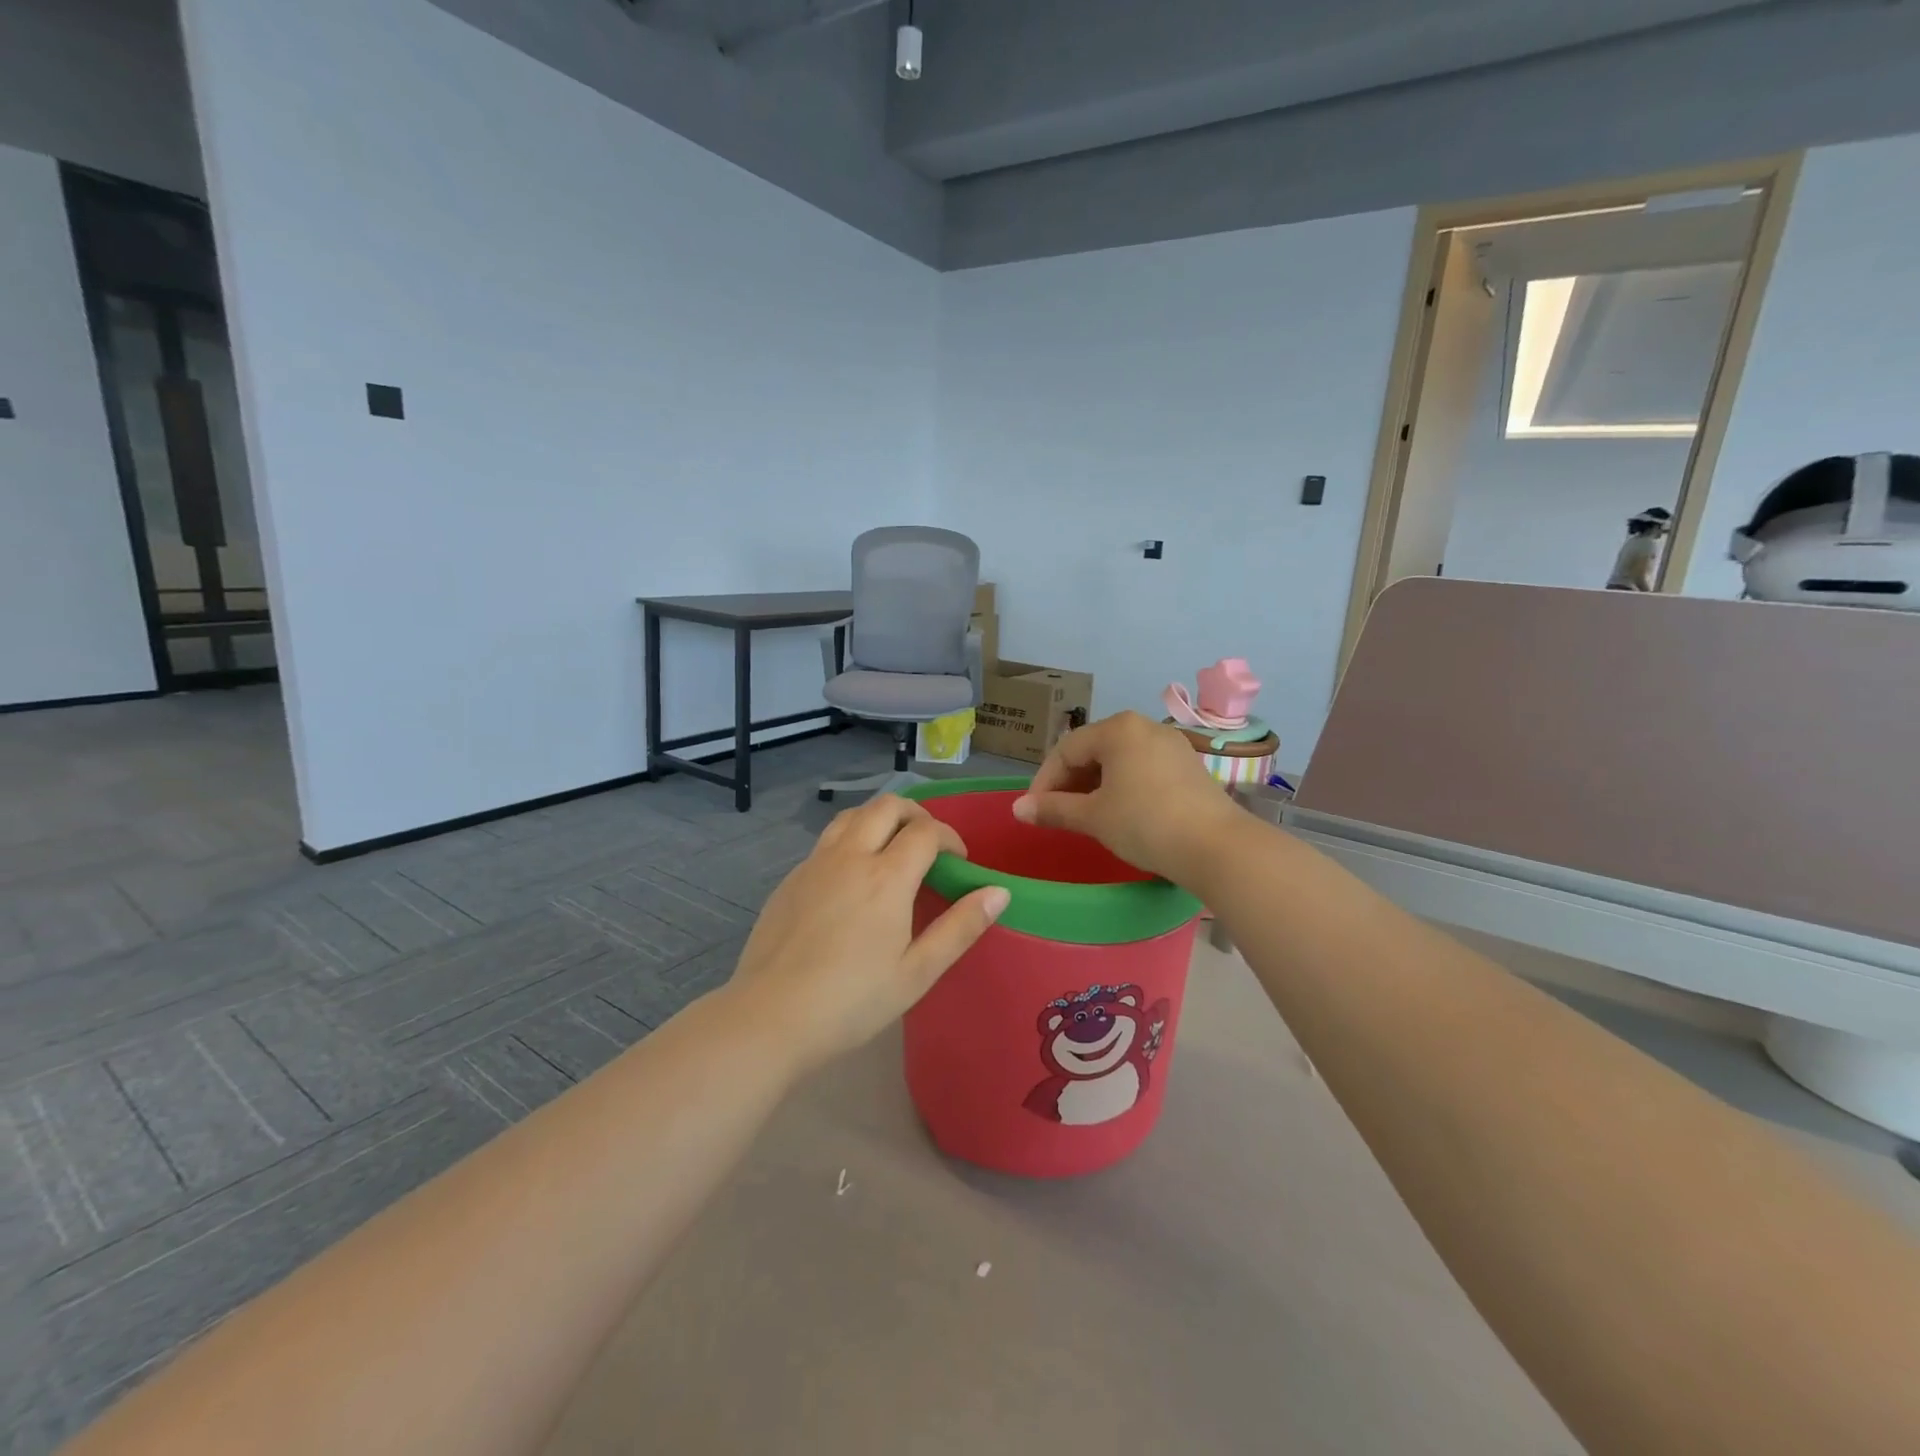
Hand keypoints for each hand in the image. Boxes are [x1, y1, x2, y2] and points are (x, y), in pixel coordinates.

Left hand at [725, 794, 1008, 1074]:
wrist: (769, 1017)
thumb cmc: (852, 1001)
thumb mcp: (917, 972)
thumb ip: (960, 928)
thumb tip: (999, 892)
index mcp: (886, 877)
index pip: (926, 831)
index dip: (950, 837)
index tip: (959, 861)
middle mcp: (850, 857)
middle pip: (887, 807)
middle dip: (916, 815)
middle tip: (929, 844)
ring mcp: (814, 864)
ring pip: (852, 815)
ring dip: (880, 819)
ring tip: (892, 848)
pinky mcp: (790, 878)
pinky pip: (827, 840)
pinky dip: (851, 839)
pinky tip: (853, 877)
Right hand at [1012, 711, 1241, 886]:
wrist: (1216, 847)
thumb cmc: (1145, 824)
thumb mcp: (1093, 817)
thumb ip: (1053, 809)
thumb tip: (1017, 809)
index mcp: (1118, 729)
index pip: (1066, 750)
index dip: (1044, 781)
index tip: (1034, 811)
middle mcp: (1145, 726)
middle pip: (1093, 750)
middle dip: (1070, 782)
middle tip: (1057, 814)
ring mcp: (1171, 745)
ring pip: (1119, 760)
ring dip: (1095, 786)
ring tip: (1085, 816)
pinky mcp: (1188, 766)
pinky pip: (1143, 769)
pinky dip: (1122, 787)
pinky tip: (1120, 813)